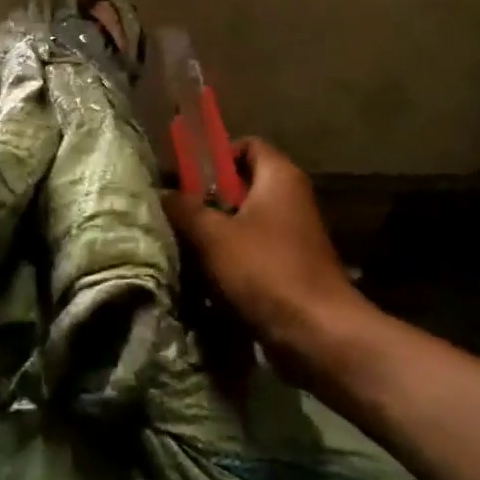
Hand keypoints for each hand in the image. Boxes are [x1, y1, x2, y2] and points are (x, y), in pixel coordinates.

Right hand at [162, 138, 355, 370]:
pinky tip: (206, 276)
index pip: (246, 144)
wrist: (317, 334)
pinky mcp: (290, 267)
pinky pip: (253, 251)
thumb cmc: (266, 271)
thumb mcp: (214, 236)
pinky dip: (230, 259)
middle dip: (207, 199)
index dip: (215, 156)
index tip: (187, 178)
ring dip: (215, 233)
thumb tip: (161, 194)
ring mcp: (293, 235)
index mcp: (279, 177)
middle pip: (241, 185)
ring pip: (244, 221)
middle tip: (177, 214)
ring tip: (184, 246)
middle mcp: (291, 198)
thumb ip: (184, 209)